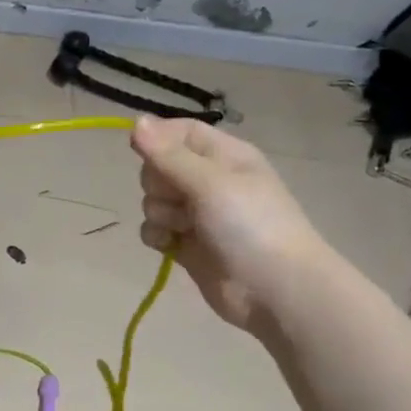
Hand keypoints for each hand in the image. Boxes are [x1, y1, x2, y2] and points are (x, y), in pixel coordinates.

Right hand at [132, 116, 332, 333]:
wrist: (275, 290)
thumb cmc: (250, 225)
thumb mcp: (210, 182)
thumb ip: (168, 155)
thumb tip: (136, 120)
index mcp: (224, 156)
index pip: (180, 132)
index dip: (159, 139)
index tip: (142, 151)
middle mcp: (209, 181)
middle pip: (159, 166)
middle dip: (158, 183)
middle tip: (181, 198)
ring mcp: (196, 214)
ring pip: (153, 200)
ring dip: (160, 213)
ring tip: (185, 228)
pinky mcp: (185, 243)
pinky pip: (154, 229)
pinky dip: (158, 236)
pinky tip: (171, 245)